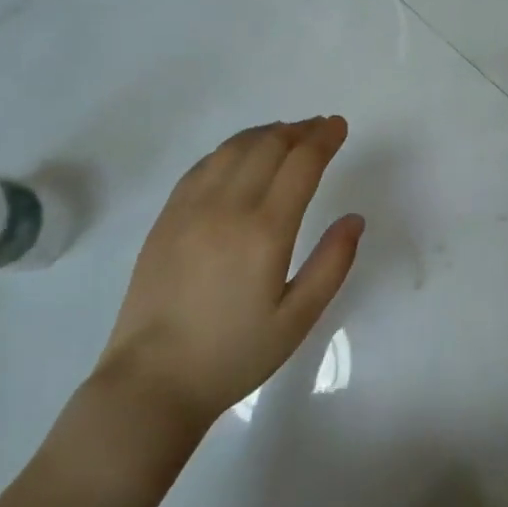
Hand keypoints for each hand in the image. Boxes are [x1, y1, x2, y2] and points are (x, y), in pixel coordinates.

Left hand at [97, 117, 362, 429]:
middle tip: (320, 127)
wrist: (153, 380)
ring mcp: (190, 209)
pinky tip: (240, 156)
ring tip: (287, 134)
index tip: (339, 126)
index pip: (301, 163)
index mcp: (265, 231)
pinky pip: (203, 166)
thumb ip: (331, 265)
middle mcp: (227, 207)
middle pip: (268, 145)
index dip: (324, 138)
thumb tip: (354, 219)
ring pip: (233, 149)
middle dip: (300, 129)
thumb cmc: (234, 355)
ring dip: (265, 133)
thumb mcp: (297, 320)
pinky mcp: (166, 218)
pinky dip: (230, 150)